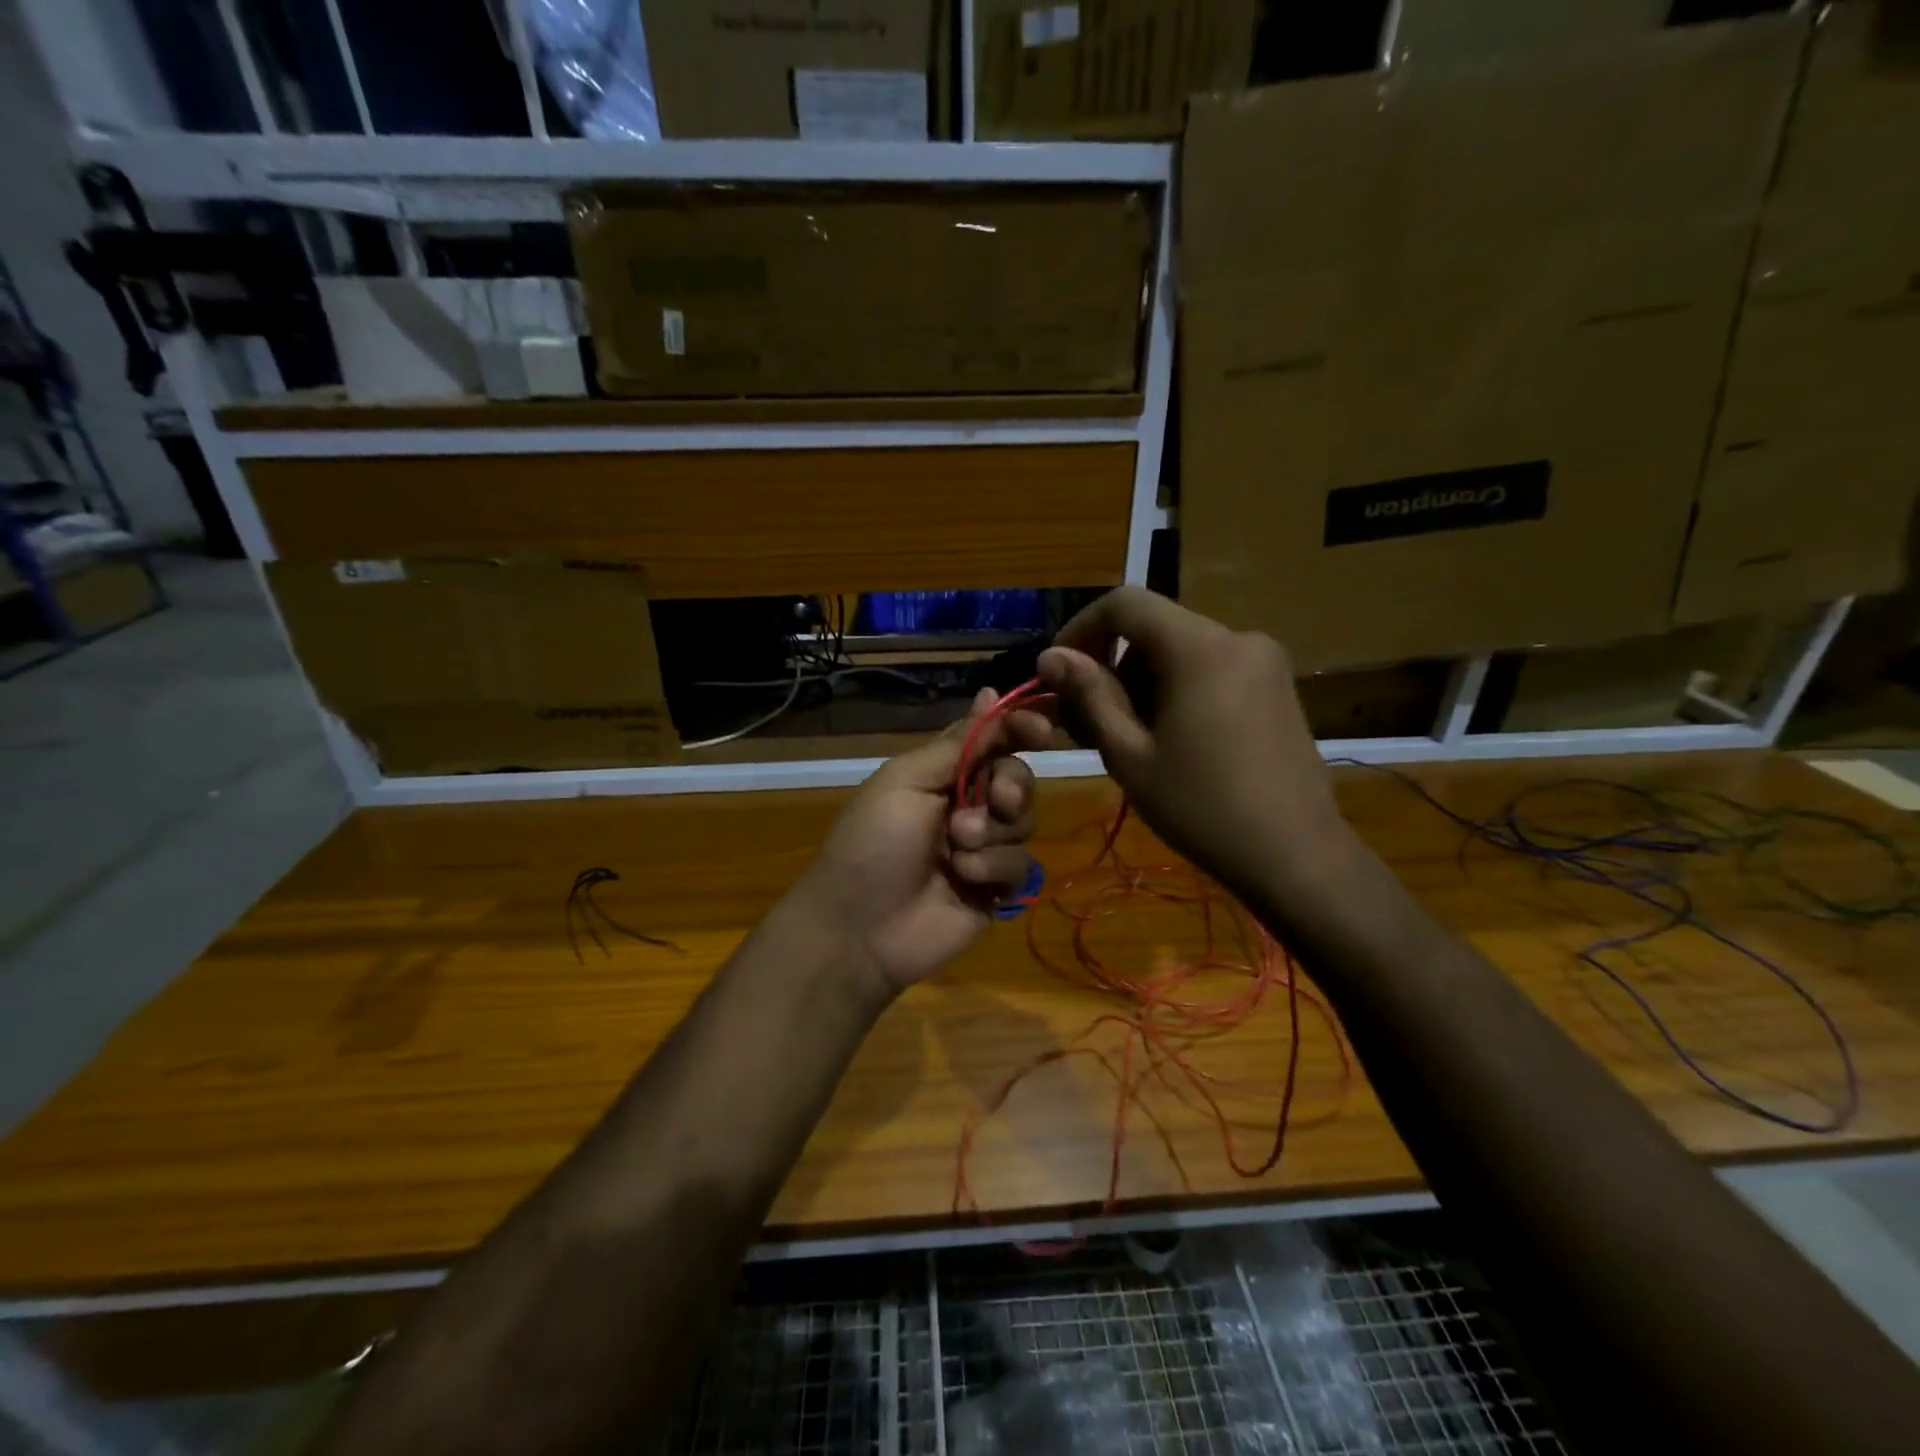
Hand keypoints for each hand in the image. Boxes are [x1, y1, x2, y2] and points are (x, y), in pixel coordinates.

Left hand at [794, 687, 1051, 999]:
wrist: (860, 928)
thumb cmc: (874, 842)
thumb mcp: (907, 780)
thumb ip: (957, 742)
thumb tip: (989, 692)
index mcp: (943, 774)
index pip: (994, 741)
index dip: (1020, 730)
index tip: (1041, 732)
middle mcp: (968, 806)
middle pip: (1018, 779)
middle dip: (1011, 786)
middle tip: (994, 799)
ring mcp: (984, 849)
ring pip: (1024, 822)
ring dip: (993, 833)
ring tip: (957, 849)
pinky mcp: (997, 888)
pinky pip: (1022, 866)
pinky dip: (994, 868)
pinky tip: (964, 880)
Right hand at [1036, 587, 1353, 903]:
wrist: (1297, 856)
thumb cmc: (1202, 808)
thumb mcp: (1130, 755)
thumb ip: (1089, 696)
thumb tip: (1050, 655)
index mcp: (1199, 648)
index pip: (1125, 603)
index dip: (1081, 628)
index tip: (1060, 673)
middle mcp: (1237, 638)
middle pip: (1154, 629)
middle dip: (1113, 666)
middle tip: (1089, 723)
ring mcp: (1265, 661)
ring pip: (1182, 651)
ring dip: (1144, 682)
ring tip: (1132, 741)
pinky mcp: (1278, 686)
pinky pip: (1212, 669)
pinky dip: (1179, 690)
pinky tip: (1174, 741)